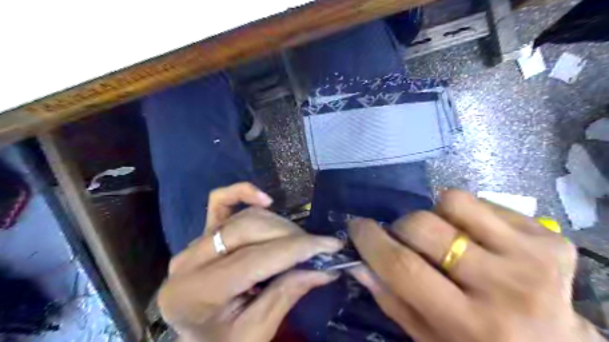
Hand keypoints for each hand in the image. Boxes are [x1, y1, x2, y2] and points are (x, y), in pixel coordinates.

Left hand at [159, 182, 344, 341]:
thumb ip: (287, 295)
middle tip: (318, 247)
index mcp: (197, 293)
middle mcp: (189, 261)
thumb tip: (325, 267)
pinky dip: (243, 193)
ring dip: (278, 224)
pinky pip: (220, 201)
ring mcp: (193, 243)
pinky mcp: (201, 232)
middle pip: (249, 230)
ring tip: (299, 241)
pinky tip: (266, 200)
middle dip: (290, 236)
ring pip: (244, 217)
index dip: (296, 249)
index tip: (330, 245)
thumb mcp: (256, 333)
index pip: (255, 259)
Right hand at [347, 190, 603, 340]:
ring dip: (435, 214)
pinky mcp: (549, 237)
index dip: (371, 240)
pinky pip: (482, 202)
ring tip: (445, 236)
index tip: (356, 226)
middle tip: (405, 239)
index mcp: (471, 324)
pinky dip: (465, 214)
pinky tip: (475, 237)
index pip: (403, 267)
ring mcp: (533, 257)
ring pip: (452, 201)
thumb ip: (391, 299)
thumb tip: (358, 262)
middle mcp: (506, 288)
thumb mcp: (429, 337)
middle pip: (424, 226)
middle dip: (401, 227)